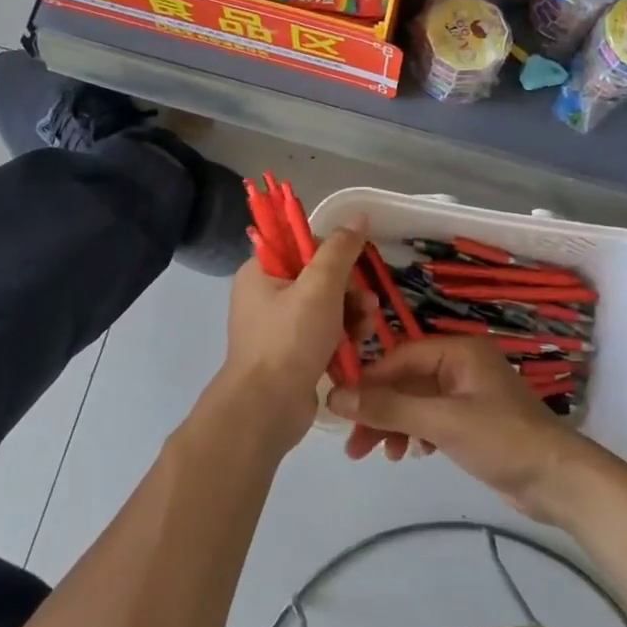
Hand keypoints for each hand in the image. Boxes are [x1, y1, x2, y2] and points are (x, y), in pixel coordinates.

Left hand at [212, 220, 372, 451]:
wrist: (267, 409)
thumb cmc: (289, 340)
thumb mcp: (319, 288)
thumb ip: (340, 251)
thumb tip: (358, 217)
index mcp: (260, 272)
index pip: (301, 245)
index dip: (332, 254)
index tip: (354, 269)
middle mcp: (265, 295)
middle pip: (318, 276)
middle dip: (349, 290)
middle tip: (366, 305)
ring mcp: (278, 326)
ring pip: (325, 305)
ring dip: (351, 313)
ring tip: (366, 328)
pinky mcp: (291, 352)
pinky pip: (323, 332)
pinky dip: (342, 335)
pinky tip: (358, 345)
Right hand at [327, 337, 597, 522]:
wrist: (559, 481)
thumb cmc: (502, 439)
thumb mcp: (442, 421)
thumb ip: (389, 408)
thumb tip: (335, 397)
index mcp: (458, 351)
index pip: (401, 357)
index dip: (369, 381)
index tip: (341, 409)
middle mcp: (462, 365)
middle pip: (406, 381)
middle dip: (380, 411)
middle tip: (355, 447)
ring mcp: (468, 394)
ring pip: (416, 402)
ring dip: (396, 425)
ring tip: (384, 457)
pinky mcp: (472, 421)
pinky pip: (431, 418)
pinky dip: (416, 433)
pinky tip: (412, 453)